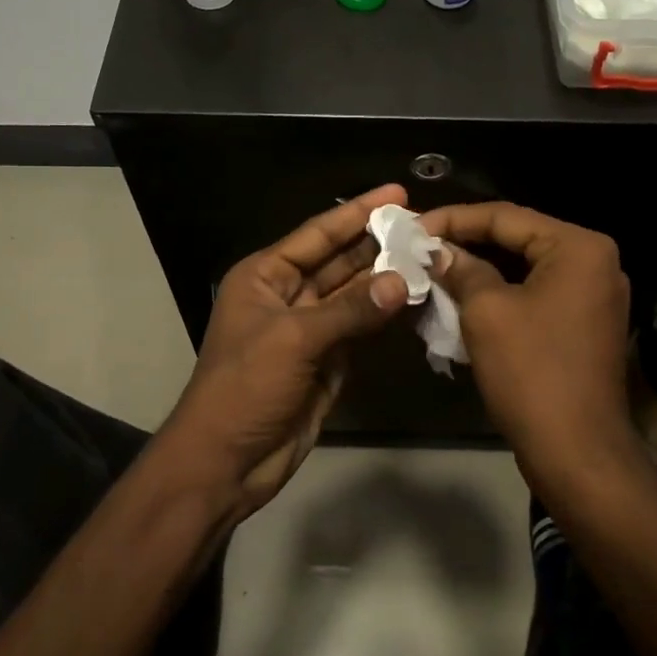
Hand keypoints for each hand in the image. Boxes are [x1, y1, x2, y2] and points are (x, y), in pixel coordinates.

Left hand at [159, 185, 410, 518]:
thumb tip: (401, 281)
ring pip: (354, 294)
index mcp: (265, 276)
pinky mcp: (327, 360)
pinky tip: (415, 298)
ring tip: (430, 256)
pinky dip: (385, 315)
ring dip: (387, 278)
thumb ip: (350, 309)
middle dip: (377, 243)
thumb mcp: (294, 339)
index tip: (397, 193)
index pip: (318, 234)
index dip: (356, 212)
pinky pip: (361, 328)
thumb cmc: (245, 388)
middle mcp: (287, 295)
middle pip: (339, 260)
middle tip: (424, 226)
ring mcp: (309, 329)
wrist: (227, 462)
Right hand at [419, 203, 633, 487]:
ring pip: (525, 268)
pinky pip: (536, 294)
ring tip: (434, 270)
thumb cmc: (531, 372)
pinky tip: (463, 298)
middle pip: (518, 239)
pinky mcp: (584, 324)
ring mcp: (594, 296)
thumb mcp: (486, 312)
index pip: (506, 216)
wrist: (577, 453)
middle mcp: (595, 262)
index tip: (412, 226)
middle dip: (467, 243)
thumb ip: (461, 269)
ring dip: (480, 270)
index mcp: (579, 247)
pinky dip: (500, 293)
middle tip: (421, 246)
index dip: (454, 219)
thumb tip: (437, 251)